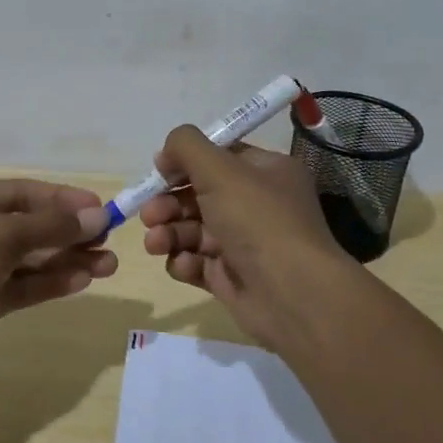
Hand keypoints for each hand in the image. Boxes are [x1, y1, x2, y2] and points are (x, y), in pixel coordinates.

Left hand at [0, 178, 115, 374]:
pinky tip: (82, 281)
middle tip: (109, 240)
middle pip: (31, 226)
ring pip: (31, 259)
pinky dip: (50, 283)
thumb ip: (50, 227)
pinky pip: (22, 286)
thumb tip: (96, 216)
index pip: (25, 193)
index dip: (64, 200)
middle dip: (70, 233)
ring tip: (109, 265)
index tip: (101, 209)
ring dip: (67, 260)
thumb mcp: (1, 235)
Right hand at [139, 127, 356, 353]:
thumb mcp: (221, 169)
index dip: (186, 160)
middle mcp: (257, 204)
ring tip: (156, 243)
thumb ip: (187, 146)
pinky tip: (184, 265)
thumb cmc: (258, 221)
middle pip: (199, 194)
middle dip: (169, 202)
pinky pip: (197, 262)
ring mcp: (243, 243)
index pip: (220, 156)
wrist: (292, 295)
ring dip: (169, 232)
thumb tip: (167, 153)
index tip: (160, 169)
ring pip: (192, 230)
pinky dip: (184, 262)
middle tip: (149, 213)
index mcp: (266, 172)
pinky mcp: (230, 277)